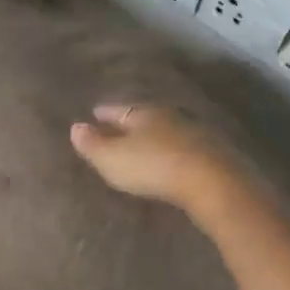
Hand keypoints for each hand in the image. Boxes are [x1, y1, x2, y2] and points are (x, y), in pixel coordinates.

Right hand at [69, 104, 240, 215]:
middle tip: (119, 127)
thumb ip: (92, 144)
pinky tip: (173, 157)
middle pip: (144, 116)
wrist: (211, 180)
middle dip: (131, 122)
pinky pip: (186, 145)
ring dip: (156, 135)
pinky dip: (175, 149)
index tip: (94, 113)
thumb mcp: (111, 158)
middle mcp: (168, 115)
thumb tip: (75, 126)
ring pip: (168, 129)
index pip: (116, 109)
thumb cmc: (152, 166)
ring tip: (145, 143)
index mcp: (141, 113)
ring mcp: (194, 131)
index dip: (104, 113)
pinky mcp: (214, 151)